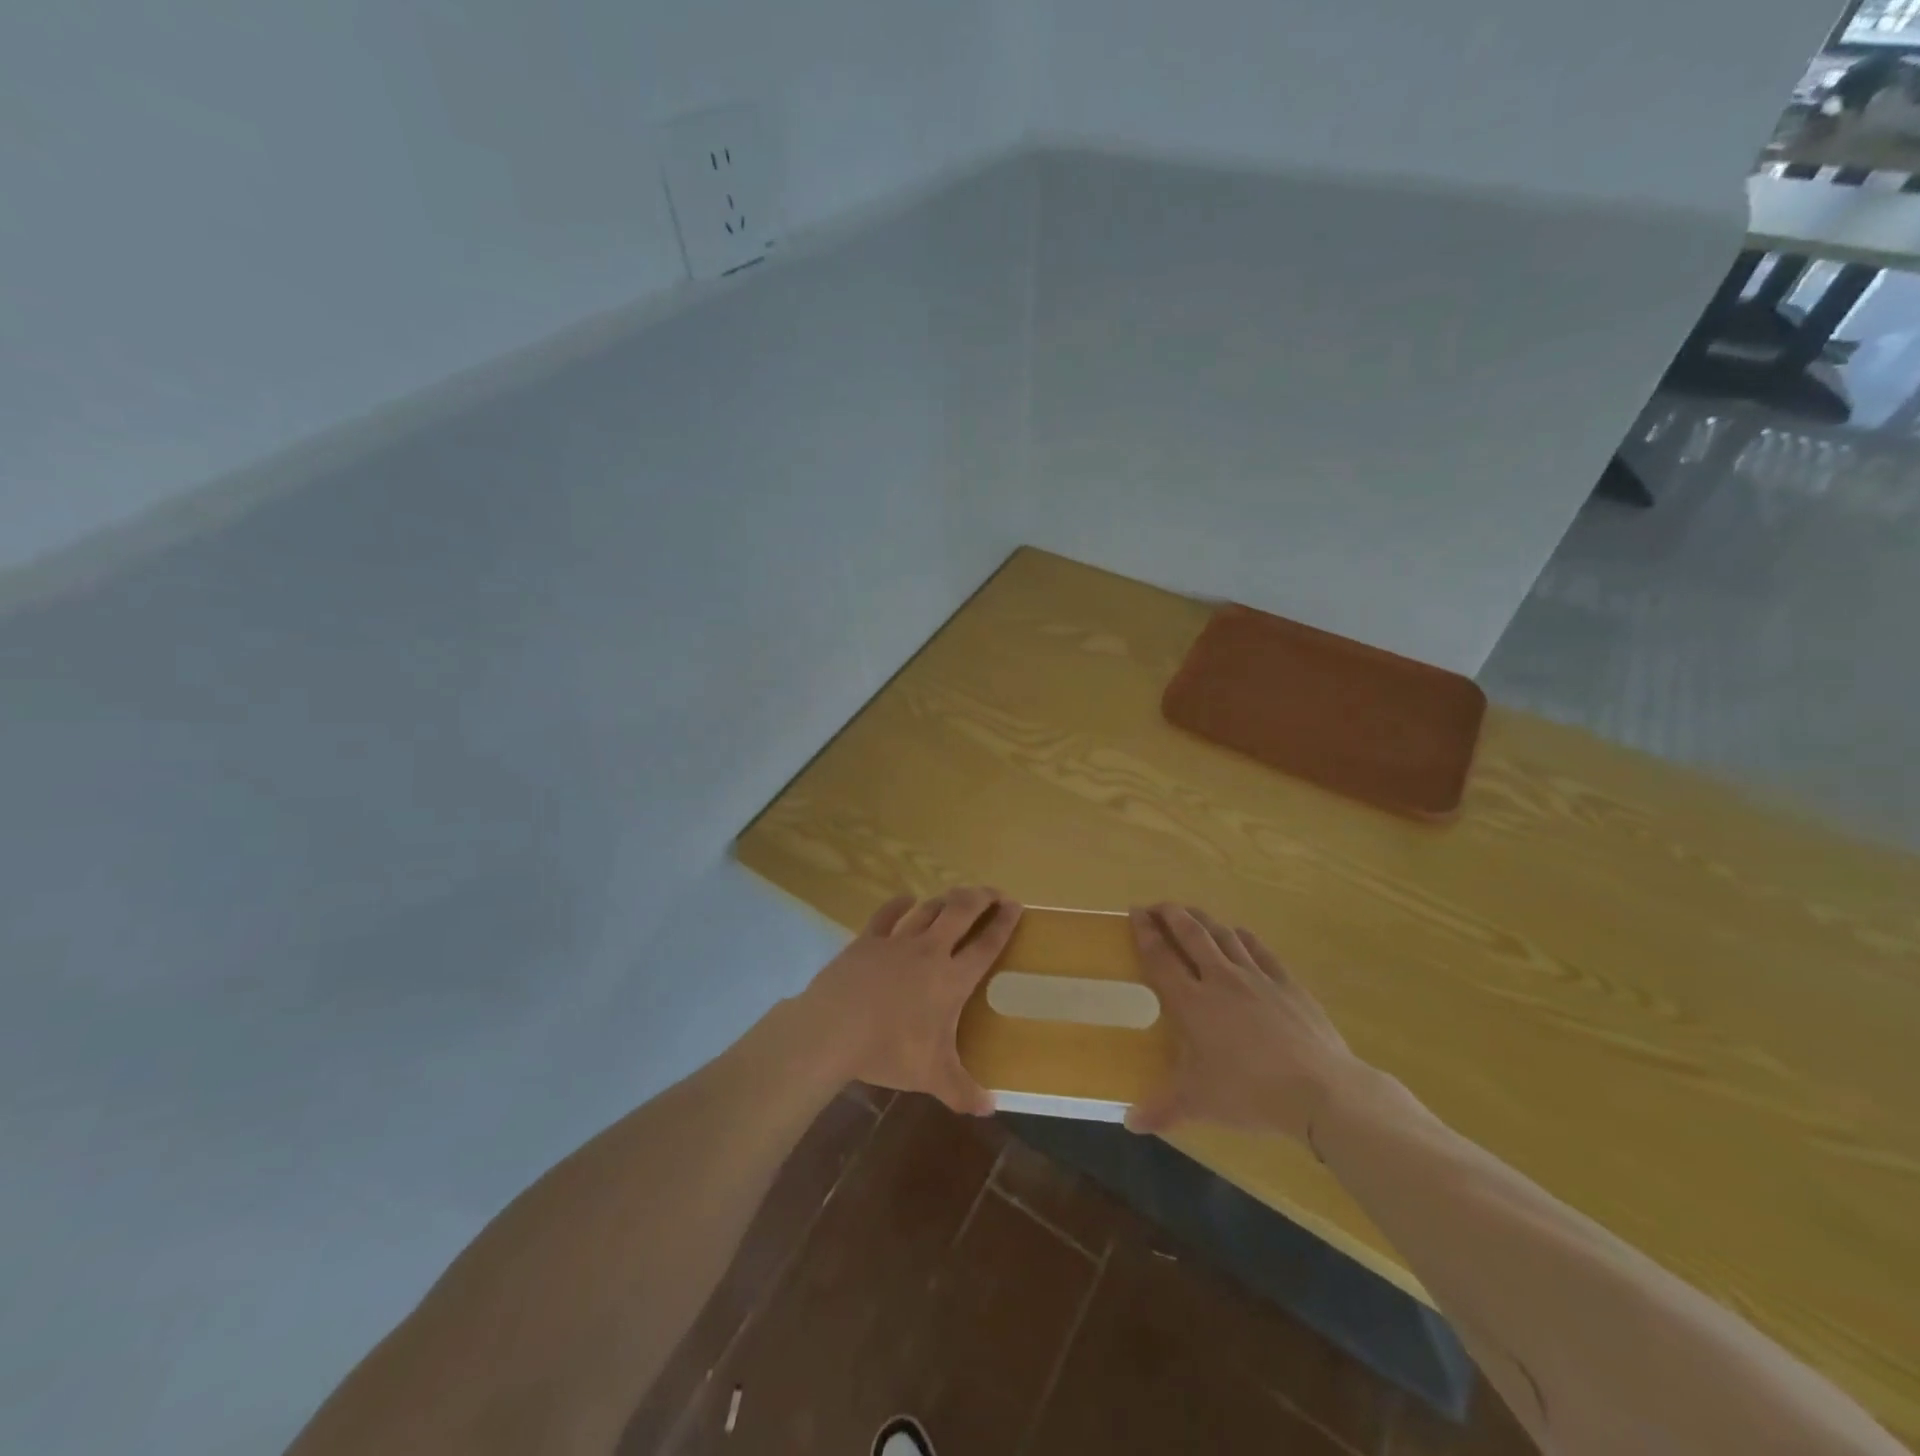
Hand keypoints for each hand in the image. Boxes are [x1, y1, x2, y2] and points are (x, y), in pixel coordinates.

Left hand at [799, 887, 1022, 1115]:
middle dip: (980, 898)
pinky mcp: (868, 940)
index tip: (1016, 905)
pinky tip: (906, 899)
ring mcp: (897, 941)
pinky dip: (899, 903)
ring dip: (945, 899)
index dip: (1004, 923)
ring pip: (928, 909)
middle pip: (961, 912)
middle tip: (993, 892)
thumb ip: (962, 1091)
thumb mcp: (931, 1076)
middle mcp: (930, 951)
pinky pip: (887, 914)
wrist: (834, 1029)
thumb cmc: (889, 1050)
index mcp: (951, 979)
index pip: (986, 945)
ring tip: (956, 896)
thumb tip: (990, 1108)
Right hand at [1125, 904, 1365, 1145]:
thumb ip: (1161, 1109)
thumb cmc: (1249, 1093)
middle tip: (1157, 906)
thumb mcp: (1199, 1104)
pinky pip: (1260, 949)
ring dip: (1203, 919)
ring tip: (1191, 912)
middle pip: (1191, 934)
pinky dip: (1243, 936)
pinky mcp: (1287, 983)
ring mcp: (1256, 977)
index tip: (1134, 912)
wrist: (1319, 1090)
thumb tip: (1129, 1122)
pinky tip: (1238, 933)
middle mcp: (1220, 979)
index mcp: (1192, 1003)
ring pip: (1223, 935)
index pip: (1161, 958)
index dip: (1145, 932)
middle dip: (1171, 914)